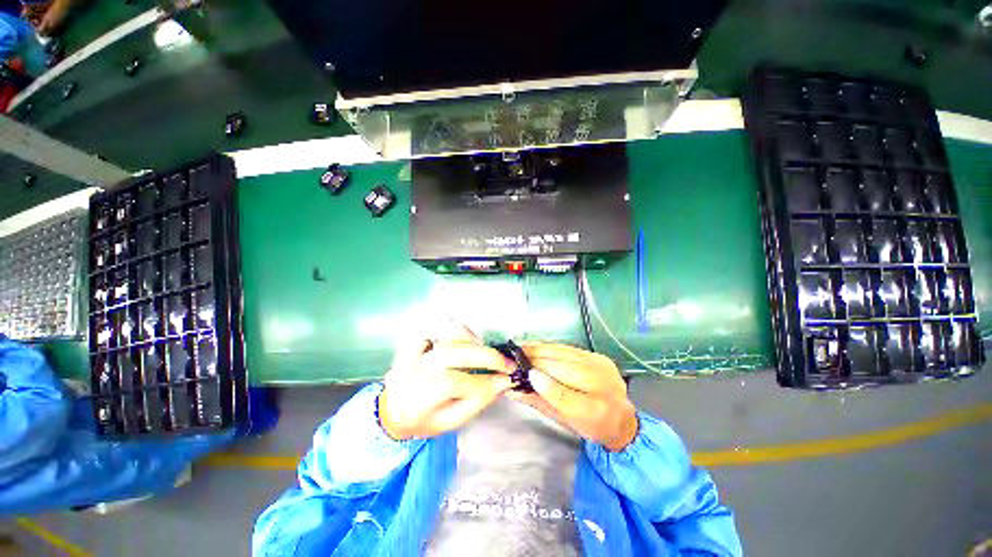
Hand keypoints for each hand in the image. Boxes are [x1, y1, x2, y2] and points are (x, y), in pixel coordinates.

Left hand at [378, 326, 515, 440]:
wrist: (393, 408)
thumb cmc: (423, 419)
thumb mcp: (449, 422)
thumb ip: (476, 402)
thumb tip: (502, 382)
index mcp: (422, 395)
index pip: (459, 382)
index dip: (488, 381)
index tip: (507, 380)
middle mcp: (418, 367)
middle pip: (458, 352)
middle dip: (489, 357)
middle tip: (507, 363)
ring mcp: (416, 348)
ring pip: (451, 335)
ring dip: (476, 342)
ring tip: (487, 354)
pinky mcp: (417, 338)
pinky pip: (440, 326)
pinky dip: (457, 331)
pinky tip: (467, 342)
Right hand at [508, 343, 637, 451]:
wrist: (621, 417)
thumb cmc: (589, 425)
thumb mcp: (563, 421)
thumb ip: (539, 403)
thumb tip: (514, 389)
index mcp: (594, 413)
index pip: (566, 398)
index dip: (545, 385)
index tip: (527, 374)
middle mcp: (602, 387)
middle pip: (565, 370)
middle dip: (537, 361)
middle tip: (516, 357)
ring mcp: (602, 368)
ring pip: (566, 355)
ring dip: (541, 350)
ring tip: (523, 348)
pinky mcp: (599, 357)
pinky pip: (570, 349)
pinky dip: (551, 347)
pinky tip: (538, 346)